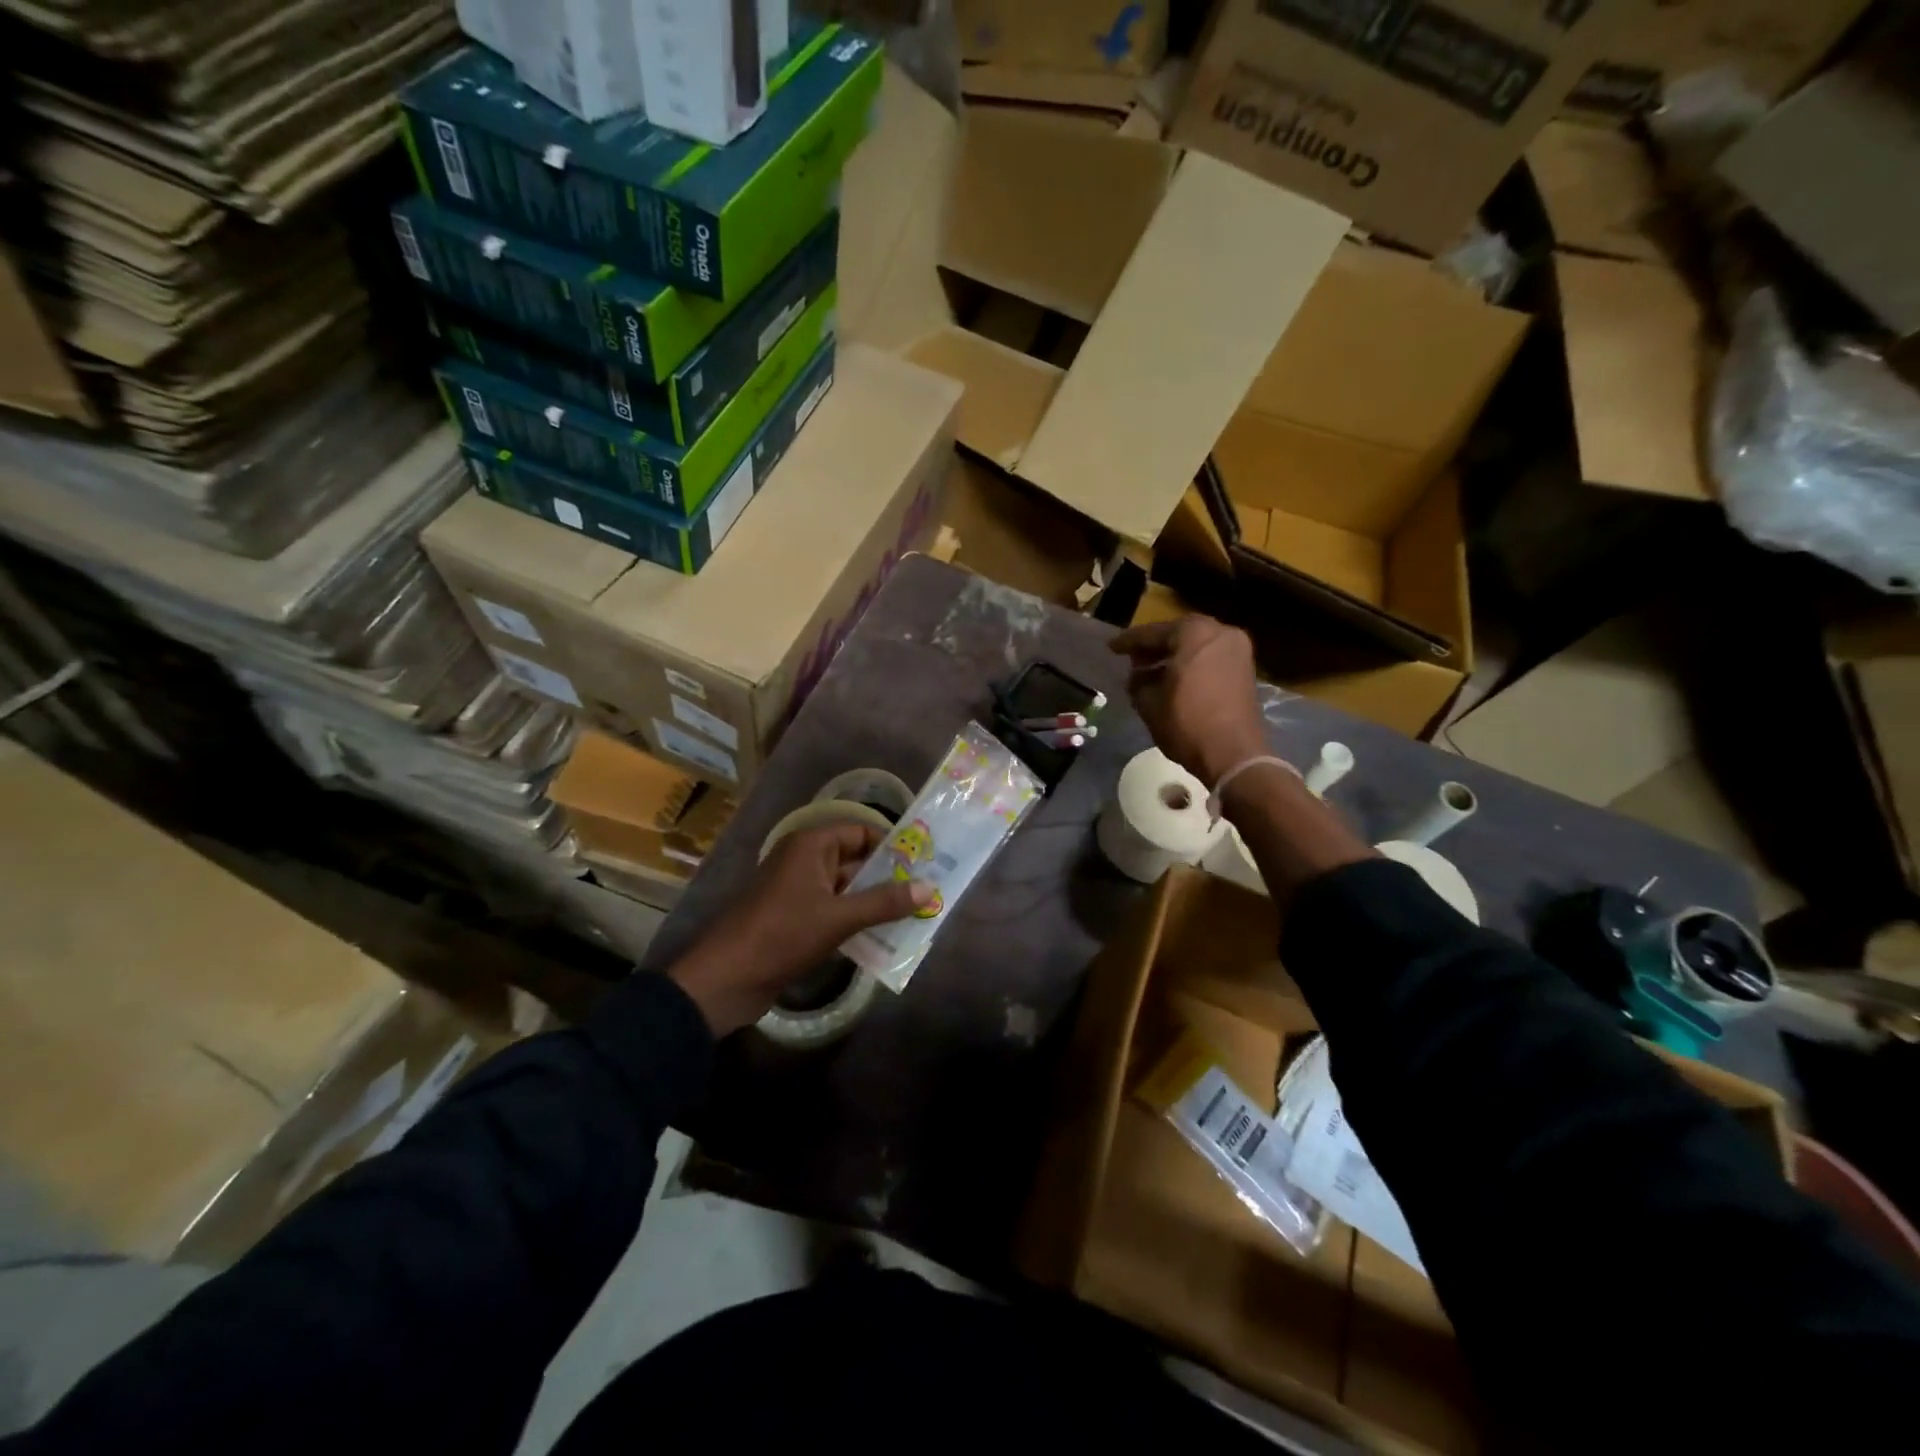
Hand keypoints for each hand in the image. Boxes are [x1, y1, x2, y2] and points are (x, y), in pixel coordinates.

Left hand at [669, 822, 930, 1036]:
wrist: (725, 979)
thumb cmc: (782, 935)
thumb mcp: (839, 918)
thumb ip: (884, 903)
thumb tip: (929, 888)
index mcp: (811, 846)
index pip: (861, 832)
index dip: (891, 846)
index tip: (923, 864)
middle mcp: (804, 860)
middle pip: (855, 860)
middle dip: (888, 877)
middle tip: (926, 892)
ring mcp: (798, 890)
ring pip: (846, 889)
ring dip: (874, 902)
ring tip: (914, 916)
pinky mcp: (795, 919)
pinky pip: (834, 911)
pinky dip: (856, 920)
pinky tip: (883, 937)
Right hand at [1109, 615, 1268, 786]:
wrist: (1233, 755)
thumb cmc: (1187, 723)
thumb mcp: (1149, 703)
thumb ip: (1139, 682)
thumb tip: (1138, 676)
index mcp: (1194, 633)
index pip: (1153, 633)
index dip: (1129, 641)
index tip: (1112, 647)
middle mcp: (1220, 633)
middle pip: (1179, 634)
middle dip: (1155, 646)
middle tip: (1132, 658)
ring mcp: (1237, 650)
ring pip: (1196, 645)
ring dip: (1173, 655)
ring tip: (1150, 670)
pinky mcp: (1245, 670)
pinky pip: (1210, 657)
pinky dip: (1191, 663)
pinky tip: (1173, 678)